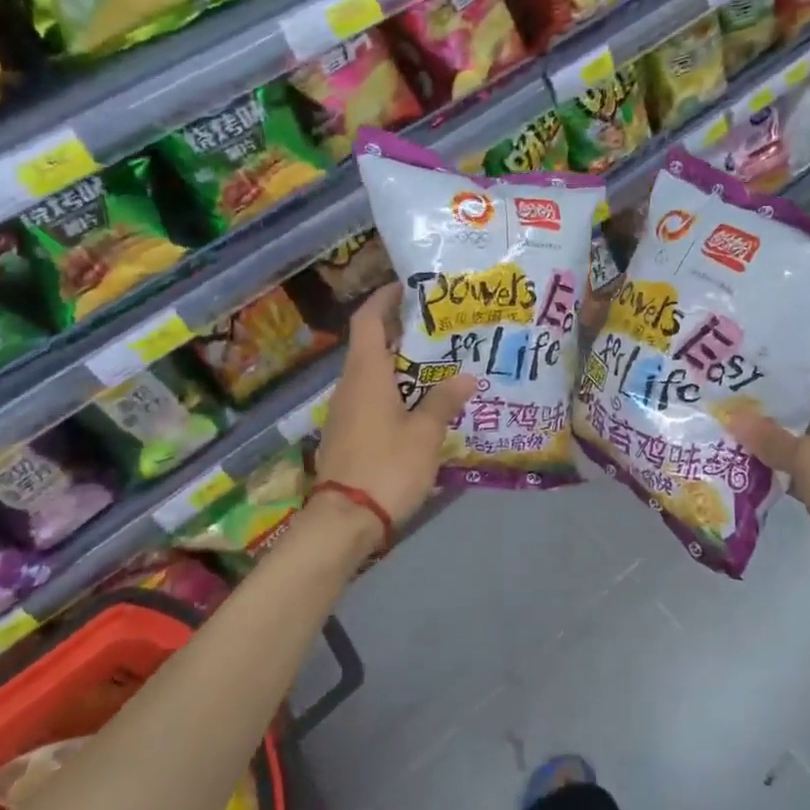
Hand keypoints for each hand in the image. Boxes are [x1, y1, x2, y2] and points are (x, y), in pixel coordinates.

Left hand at [315, 283, 475, 529]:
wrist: (344, 521)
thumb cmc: (386, 467)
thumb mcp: (424, 434)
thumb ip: (443, 401)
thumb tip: (466, 377)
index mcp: (366, 374)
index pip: (368, 320)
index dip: (384, 299)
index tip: (408, 288)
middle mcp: (350, 385)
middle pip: (372, 345)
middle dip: (402, 332)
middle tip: (440, 329)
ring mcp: (346, 412)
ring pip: (374, 374)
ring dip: (402, 365)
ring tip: (440, 365)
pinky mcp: (348, 435)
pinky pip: (373, 399)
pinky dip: (395, 391)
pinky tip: (422, 406)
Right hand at [726, 352, 809, 605]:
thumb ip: (771, 438)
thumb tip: (733, 417)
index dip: (798, 348)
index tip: (757, 341)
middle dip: (773, 387)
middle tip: (728, 375)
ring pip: (799, 430)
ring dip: (768, 424)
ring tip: (724, 408)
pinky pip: (795, 464)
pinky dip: (771, 460)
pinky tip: (736, 453)